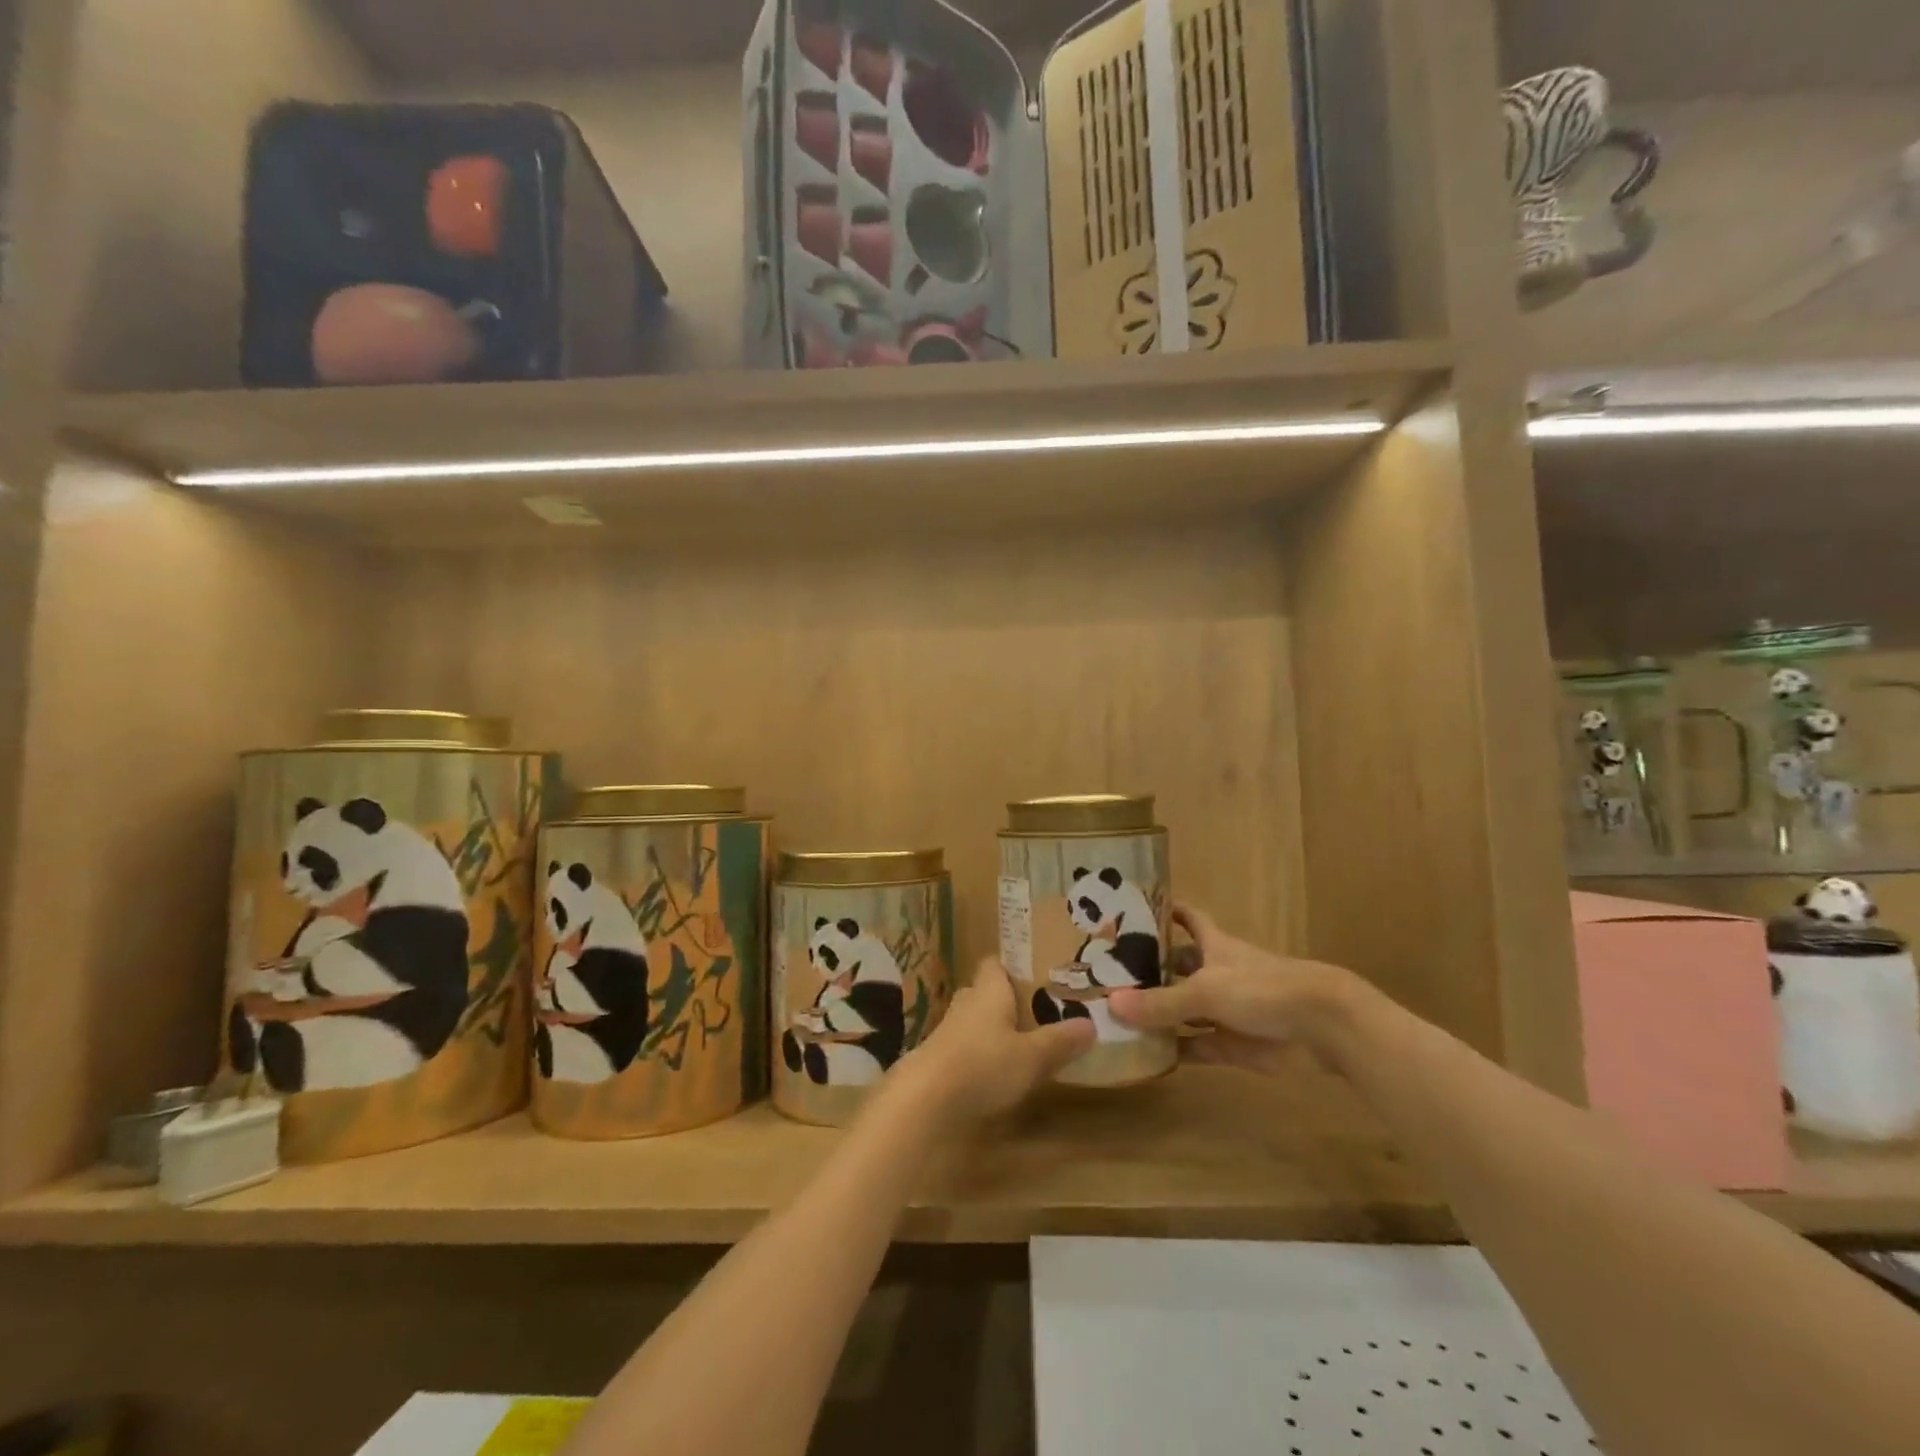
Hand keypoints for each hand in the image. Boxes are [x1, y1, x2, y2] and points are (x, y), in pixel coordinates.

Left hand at [895, 959, 1094, 1124]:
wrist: (925, 1101)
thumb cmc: (984, 1064)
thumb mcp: (1032, 1057)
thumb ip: (1060, 1041)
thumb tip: (1091, 1024)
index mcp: (988, 991)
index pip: (994, 964)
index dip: (1010, 966)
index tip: (1033, 973)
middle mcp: (966, 1004)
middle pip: (984, 992)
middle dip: (1004, 1000)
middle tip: (1035, 1011)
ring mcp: (947, 1032)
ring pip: (973, 1022)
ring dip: (990, 1030)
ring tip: (1019, 1042)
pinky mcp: (937, 1061)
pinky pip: (963, 1048)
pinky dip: (978, 1056)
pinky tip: (994, 1073)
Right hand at [1108, 904, 1365, 1075]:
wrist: (1322, 1027)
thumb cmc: (1262, 989)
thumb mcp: (1206, 991)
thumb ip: (1161, 1002)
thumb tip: (1110, 1004)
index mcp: (1214, 946)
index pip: (1187, 919)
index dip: (1165, 911)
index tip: (1134, 909)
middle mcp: (1217, 973)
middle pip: (1179, 966)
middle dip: (1150, 969)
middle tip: (1107, 972)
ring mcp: (1226, 1010)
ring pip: (1184, 1009)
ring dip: (1158, 1013)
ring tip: (1114, 1014)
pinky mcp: (1234, 1045)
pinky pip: (1196, 1046)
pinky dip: (1174, 1050)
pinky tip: (1145, 1055)